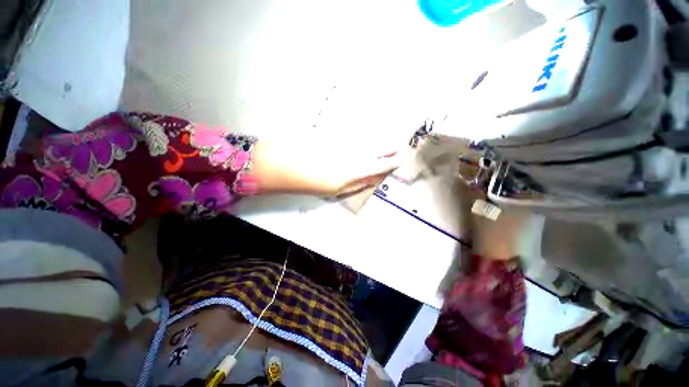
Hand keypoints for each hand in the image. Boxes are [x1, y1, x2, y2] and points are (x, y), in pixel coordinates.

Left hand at [251, 141, 404, 196]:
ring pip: (366, 139)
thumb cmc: (311, 182)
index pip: (378, 165)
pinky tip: (367, 136)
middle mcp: (351, 153)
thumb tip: (371, 179)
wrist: (286, 163)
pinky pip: (354, 134)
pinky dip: (364, 136)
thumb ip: (356, 184)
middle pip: (375, 148)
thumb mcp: (336, 190)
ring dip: (379, 140)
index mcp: (352, 170)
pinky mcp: (334, 133)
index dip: (391, 163)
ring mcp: (343, 142)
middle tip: (400, 145)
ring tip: (389, 141)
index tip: (402, 158)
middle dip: (389, 147)